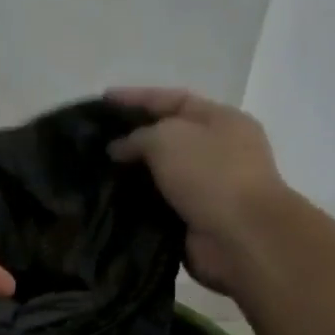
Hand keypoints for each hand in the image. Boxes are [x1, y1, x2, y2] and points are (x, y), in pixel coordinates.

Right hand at [107, 88, 291, 292]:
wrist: (240, 237)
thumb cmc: (210, 175)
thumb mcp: (168, 139)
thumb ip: (138, 137)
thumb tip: (118, 148)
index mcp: (221, 120)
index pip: (173, 100)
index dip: (137, 97)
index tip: (103, 100)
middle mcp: (218, 152)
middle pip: (167, 138)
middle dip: (132, 139)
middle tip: (94, 142)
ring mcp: (208, 189)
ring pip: (161, 176)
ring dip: (131, 176)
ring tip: (94, 174)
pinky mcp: (195, 221)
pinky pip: (159, 208)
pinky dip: (137, 206)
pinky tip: (109, 204)